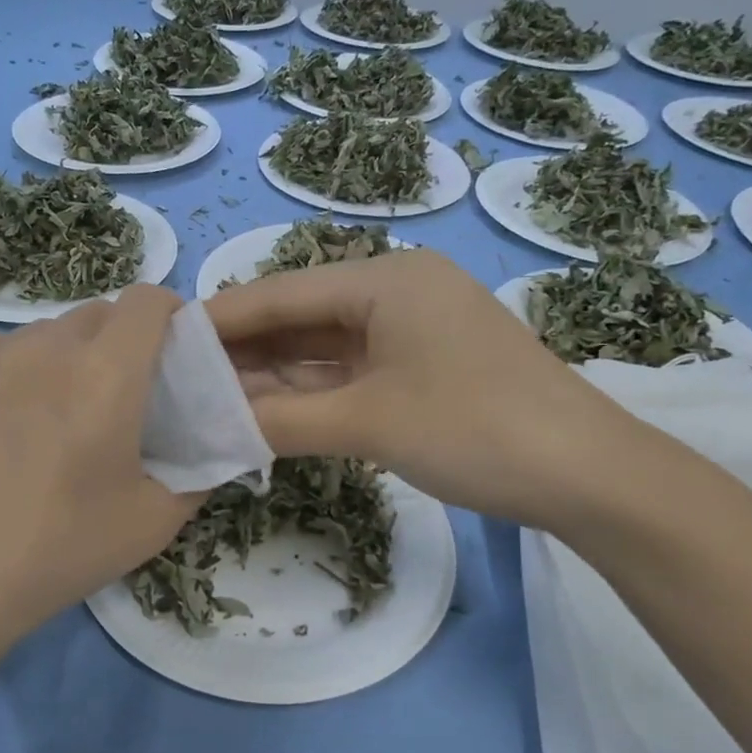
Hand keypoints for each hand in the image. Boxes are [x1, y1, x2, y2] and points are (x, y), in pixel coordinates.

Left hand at [0, 286, 200, 659]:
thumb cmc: (63, 548)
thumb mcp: (155, 521)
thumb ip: (197, 474)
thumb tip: (208, 451)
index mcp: (106, 373)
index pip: (147, 300)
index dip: (170, 313)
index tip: (175, 349)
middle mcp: (48, 347)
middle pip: (100, 313)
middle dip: (124, 339)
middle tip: (124, 393)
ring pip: (50, 331)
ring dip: (72, 354)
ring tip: (63, 410)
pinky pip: (5, 350)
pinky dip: (24, 368)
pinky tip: (13, 421)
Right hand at [204, 249, 634, 524]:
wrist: (587, 473)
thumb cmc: (475, 430)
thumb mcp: (368, 423)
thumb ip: (282, 421)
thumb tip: (211, 427)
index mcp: (385, 279)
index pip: (281, 292)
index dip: (221, 319)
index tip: (165, 341)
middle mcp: (397, 291)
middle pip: (300, 316)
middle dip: (243, 350)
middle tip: (180, 378)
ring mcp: (413, 331)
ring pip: (324, 347)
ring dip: (274, 374)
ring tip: (211, 398)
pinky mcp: (424, 366)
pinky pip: (351, 371)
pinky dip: (311, 391)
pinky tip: (268, 410)